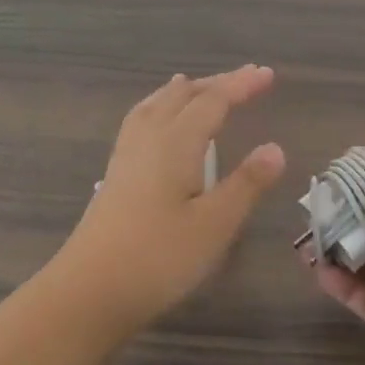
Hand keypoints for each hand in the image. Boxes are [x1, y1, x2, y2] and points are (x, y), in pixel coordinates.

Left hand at [52, 66, 284, 339]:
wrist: (89, 290)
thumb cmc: (159, 257)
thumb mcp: (215, 224)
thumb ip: (246, 183)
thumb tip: (275, 147)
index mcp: (175, 142)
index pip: (213, 101)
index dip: (241, 86)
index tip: (268, 75)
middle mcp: (148, 138)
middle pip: (182, 96)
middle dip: (215, 84)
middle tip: (246, 77)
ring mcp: (126, 156)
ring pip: (155, 106)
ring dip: (182, 92)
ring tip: (194, 84)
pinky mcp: (115, 175)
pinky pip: (140, 122)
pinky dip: (158, 108)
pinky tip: (157, 126)